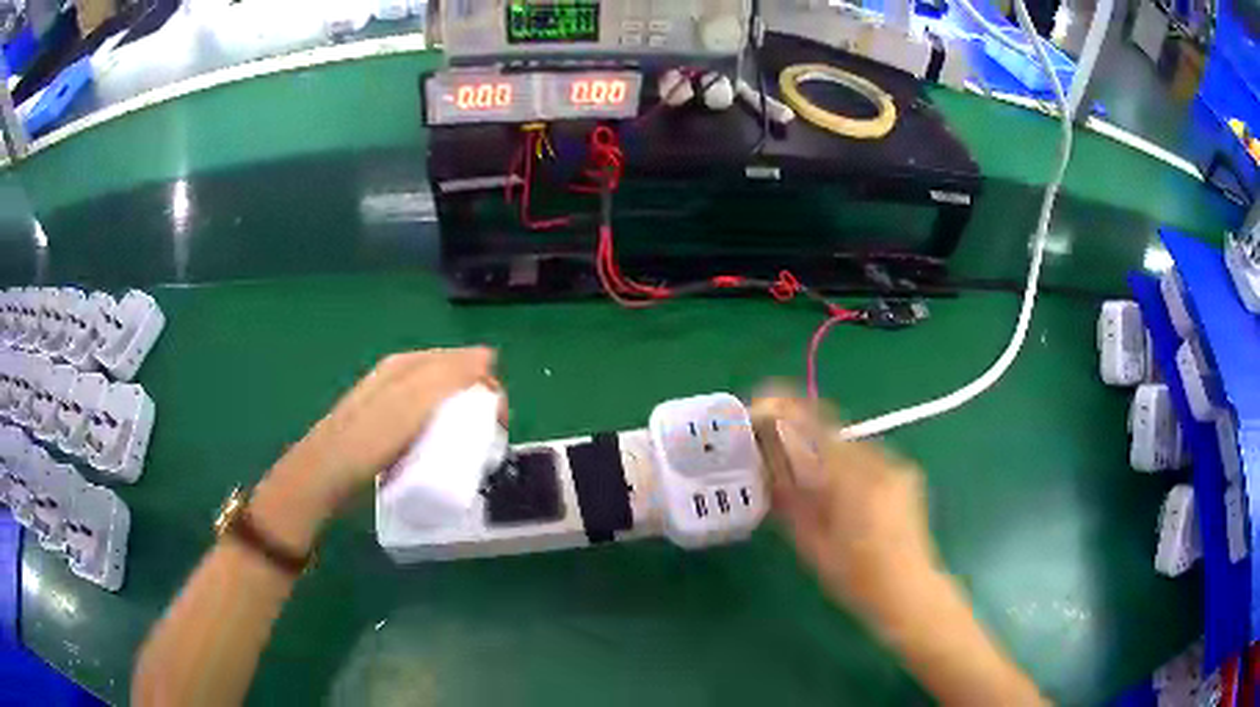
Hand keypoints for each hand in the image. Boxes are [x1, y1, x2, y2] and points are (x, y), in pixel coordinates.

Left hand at [254, 347, 499, 549]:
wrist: (328, 474)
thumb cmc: (371, 436)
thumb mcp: (412, 399)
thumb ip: (448, 375)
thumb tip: (488, 355)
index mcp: (406, 364)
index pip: (461, 361)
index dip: (486, 384)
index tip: (501, 419)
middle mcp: (399, 378)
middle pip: (452, 383)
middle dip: (476, 404)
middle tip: (489, 438)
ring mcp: (392, 406)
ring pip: (439, 406)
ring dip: (460, 423)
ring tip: (471, 450)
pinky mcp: (388, 432)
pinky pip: (426, 427)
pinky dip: (441, 437)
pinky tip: (443, 456)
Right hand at [751, 390, 939, 619]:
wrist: (909, 591)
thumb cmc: (855, 580)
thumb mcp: (812, 544)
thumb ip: (789, 500)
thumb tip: (765, 465)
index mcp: (854, 482)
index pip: (813, 431)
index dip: (783, 413)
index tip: (758, 405)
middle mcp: (879, 463)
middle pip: (830, 430)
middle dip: (798, 430)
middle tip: (771, 442)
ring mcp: (896, 465)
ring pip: (847, 442)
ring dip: (821, 448)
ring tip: (800, 471)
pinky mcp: (904, 472)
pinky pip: (864, 455)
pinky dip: (842, 462)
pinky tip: (835, 488)